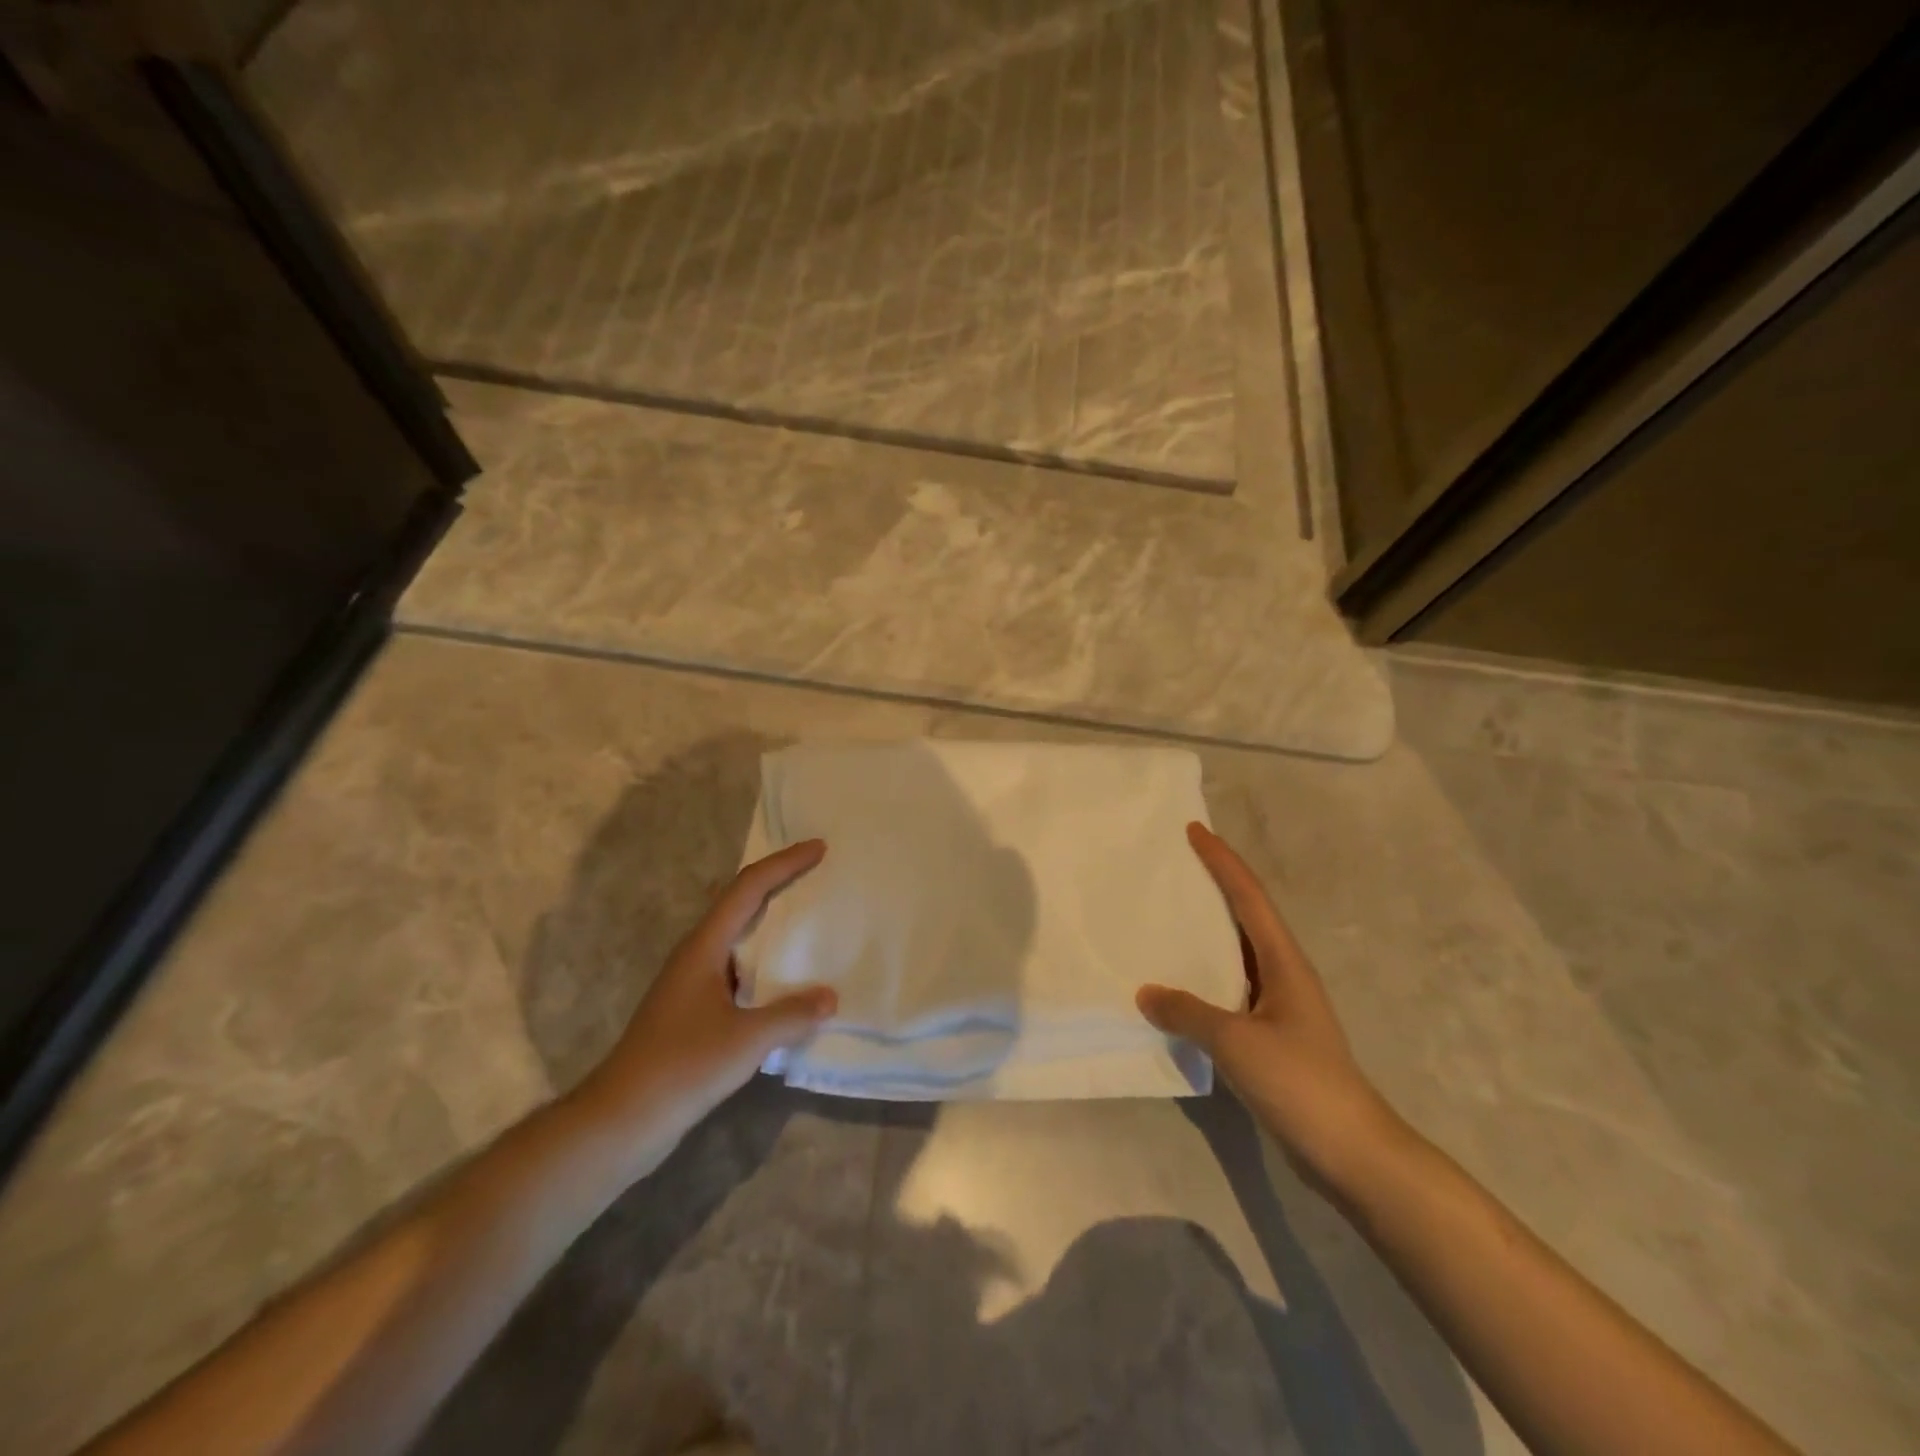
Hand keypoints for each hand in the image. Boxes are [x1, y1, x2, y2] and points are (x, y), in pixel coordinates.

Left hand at [574, 839, 837, 1141]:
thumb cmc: (682, 1067)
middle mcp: (696, 955)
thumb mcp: (746, 1040)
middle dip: (778, 883)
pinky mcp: (692, 1011)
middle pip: (740, 903)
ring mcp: (691, 983)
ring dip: (771, 923)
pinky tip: (785, 982)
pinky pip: (737, 969)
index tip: (819, 849)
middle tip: (817, 873)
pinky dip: (765, 963)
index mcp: (704, 947)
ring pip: (738, 937)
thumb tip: (830, 997)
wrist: (622, 1119)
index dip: (784, 864)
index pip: (748, 888)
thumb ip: (792, 1015)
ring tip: (809, 920)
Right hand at [1138, 823, 1406, 1192]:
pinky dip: (1204, 975)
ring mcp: (1279, 1006)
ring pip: (1237, 953)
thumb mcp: (1237, 1041)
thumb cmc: (1301, 1083)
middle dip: (1215, 885)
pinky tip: (1178, 984)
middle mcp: (1283, 974)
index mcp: (1284, 961)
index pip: (1249, 896)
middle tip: (1175, 865)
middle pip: (1245, 915)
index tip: (1194, 830)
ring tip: (1168, 915)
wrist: (1352, 1152)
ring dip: (1207, 931)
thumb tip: (1145, 993)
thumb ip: (1188, 1012)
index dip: (1222, 861)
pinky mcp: (1271, 1036)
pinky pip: (1230, 989)